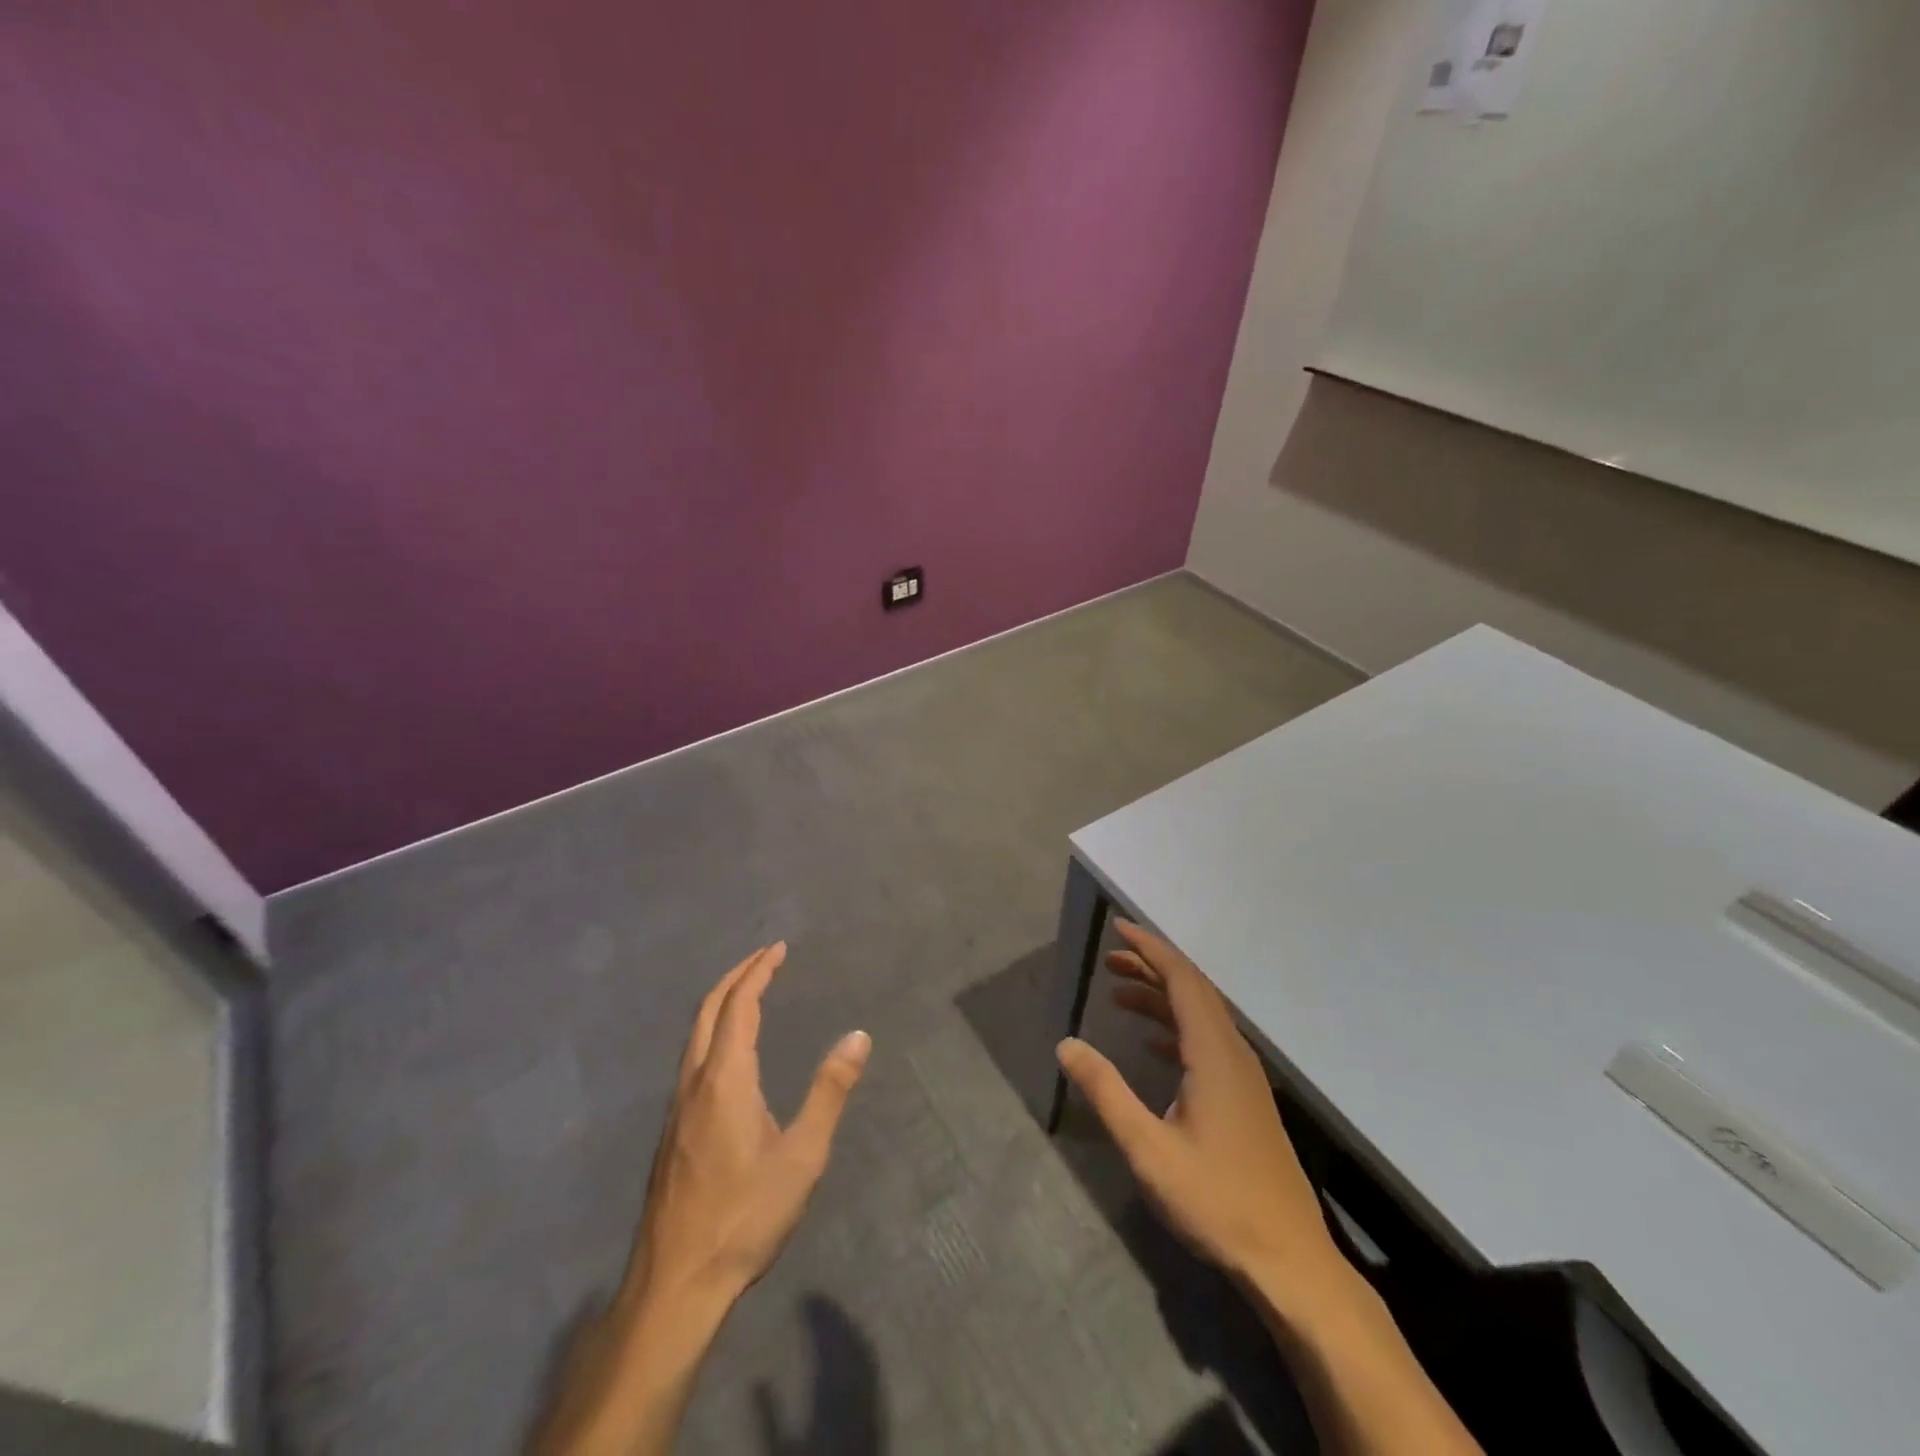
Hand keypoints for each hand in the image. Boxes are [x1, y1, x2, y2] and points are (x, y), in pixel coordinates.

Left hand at [626, 942, 870, 1309]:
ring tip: (748, 992)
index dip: (758, 971)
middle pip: (707, 1010)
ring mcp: (677, 1107)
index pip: (739, 1005)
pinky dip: (712, 1029)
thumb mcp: (802, 1156)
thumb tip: (858, 1036)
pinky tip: (729, 1052)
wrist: (676, 1284)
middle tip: (764, 957)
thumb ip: (829, 1092)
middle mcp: (694, 1081)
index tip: (778, 948)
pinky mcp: (672, 1131)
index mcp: (725, 1078)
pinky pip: (691, 1057)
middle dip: (735, 976)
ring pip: (694, 1034)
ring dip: (720, 1002)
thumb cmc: (745, 1216)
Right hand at [1056, 920, 1346, 1310]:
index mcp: (1214, 1054)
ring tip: (1118, 994)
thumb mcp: (1148, 1149)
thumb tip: (1066, 1044)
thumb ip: (1106, 1091)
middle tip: (1109, 960)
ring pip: (1201, 1016)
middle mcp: (1233, 1053)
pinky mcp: (1246, 1099)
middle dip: (1151, 967)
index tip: (1119, 928)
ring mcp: (1243, 1077)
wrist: (1288, 1261)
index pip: (1182, 979)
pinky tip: (1151, 1042)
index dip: (1150, 949)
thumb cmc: (1216, 1201)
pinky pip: (1207, 1041)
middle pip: (1192, 990)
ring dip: (1162, 997)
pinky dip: (1176, 1027)